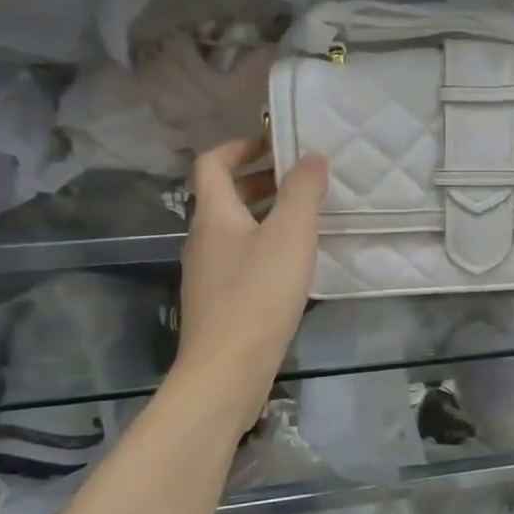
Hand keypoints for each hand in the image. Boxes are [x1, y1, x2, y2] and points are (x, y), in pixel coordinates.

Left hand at [176, 138, 328, 418]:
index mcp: (213, 215)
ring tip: (305, 220)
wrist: (227, 369)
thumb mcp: (290, 234)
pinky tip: (294, 266)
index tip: (276, 144)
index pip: (213, 163)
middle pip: (224, 197)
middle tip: (300, 181)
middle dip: (259, 182)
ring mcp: (208, 274)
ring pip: (234, 231)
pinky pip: (241, 260)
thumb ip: (302, 191)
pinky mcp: (219, 303)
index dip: (240, 146)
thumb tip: (311, 155)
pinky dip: (264, 249)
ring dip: (264, 216)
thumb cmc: (258, 293)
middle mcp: (202, 239)